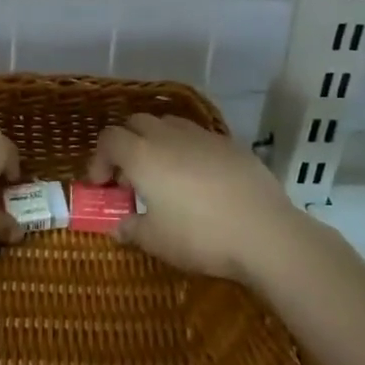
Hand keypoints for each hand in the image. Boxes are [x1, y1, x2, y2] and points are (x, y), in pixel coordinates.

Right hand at [87, 113, 299, 283]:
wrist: (264, 232)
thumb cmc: (199, 236)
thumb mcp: (156, 241)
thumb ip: (131, 229)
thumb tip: (118, 226)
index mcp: (142, 155)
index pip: (109, 139)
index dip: (99, 159)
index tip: (103, 185)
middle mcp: (168, 136)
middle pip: (136, 123)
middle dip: (126, 144)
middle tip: (130, 177)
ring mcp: (202, 136)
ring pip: (168, 124)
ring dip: (156, 142)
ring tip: (164, 174)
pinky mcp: (230, 144)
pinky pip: (197, 137)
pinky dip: (187, 150)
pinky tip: (198, 180)